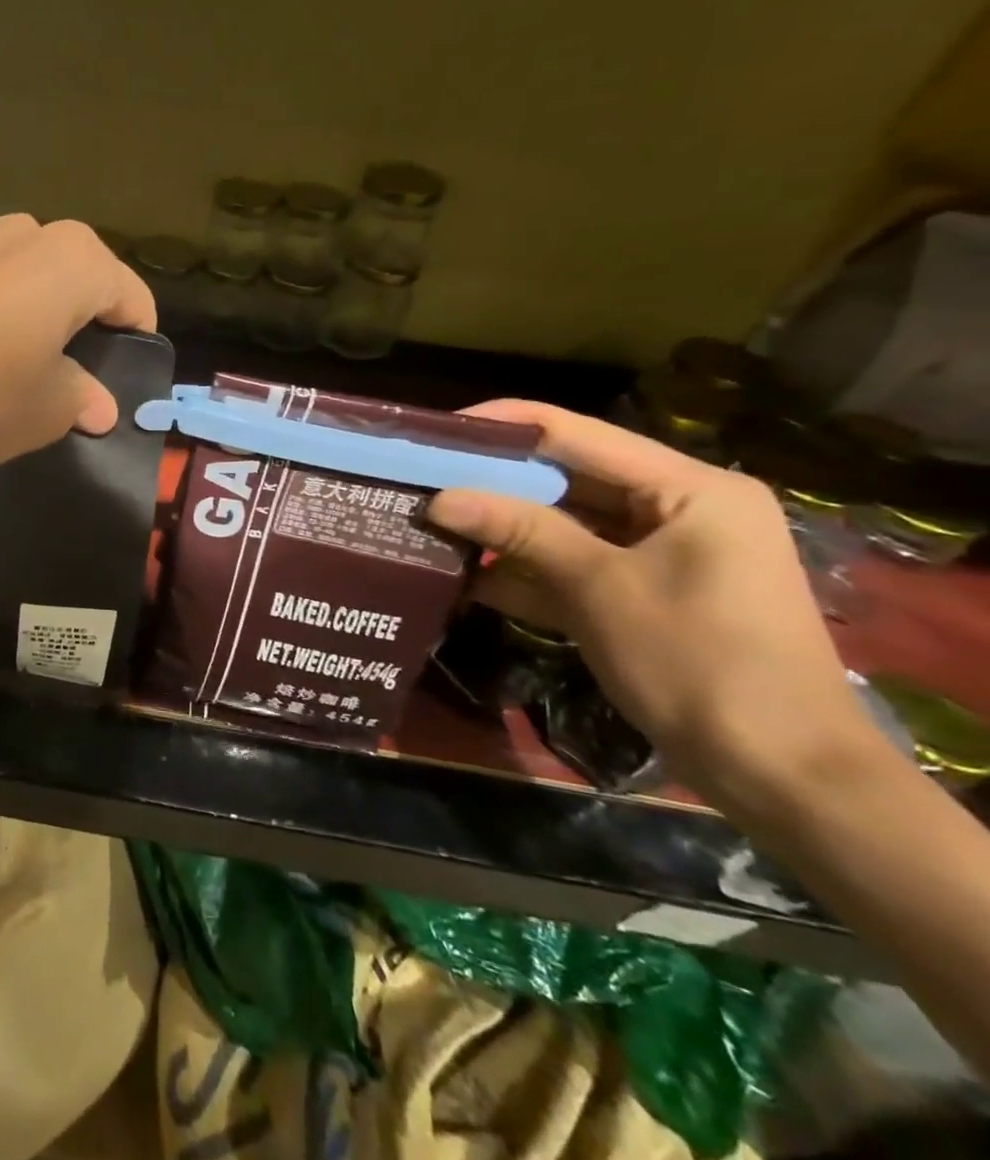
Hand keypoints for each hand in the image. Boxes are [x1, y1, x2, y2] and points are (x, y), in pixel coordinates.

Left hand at [0, 215, 154, 475]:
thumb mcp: (46, 410)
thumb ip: (81, 399)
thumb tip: (98, 406)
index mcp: (75, 260)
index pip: (131, 299)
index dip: (136, 341)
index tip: (127, 382)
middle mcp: (29, 235)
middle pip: (81, 280)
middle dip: (86, 324)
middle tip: (78, 378)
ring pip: (32, 281)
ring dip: (40, 319)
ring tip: (28, 371)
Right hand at [426, 401, 871, 796]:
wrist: (784, 777)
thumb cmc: (700, 662)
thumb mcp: (599, 588)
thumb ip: (519, 532)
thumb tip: (438, 499)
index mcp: (689, 488)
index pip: (576, 434)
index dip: (502, 428)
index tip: (435, 433)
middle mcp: (677, 509)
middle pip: (567, 479)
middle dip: (494, 483)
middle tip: (420, 481)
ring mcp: (660, 555)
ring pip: (564, 525)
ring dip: (502, 530)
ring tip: (428, 524)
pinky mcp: (642, 595)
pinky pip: (573, 567)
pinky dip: (525, 572)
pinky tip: (464, 577)